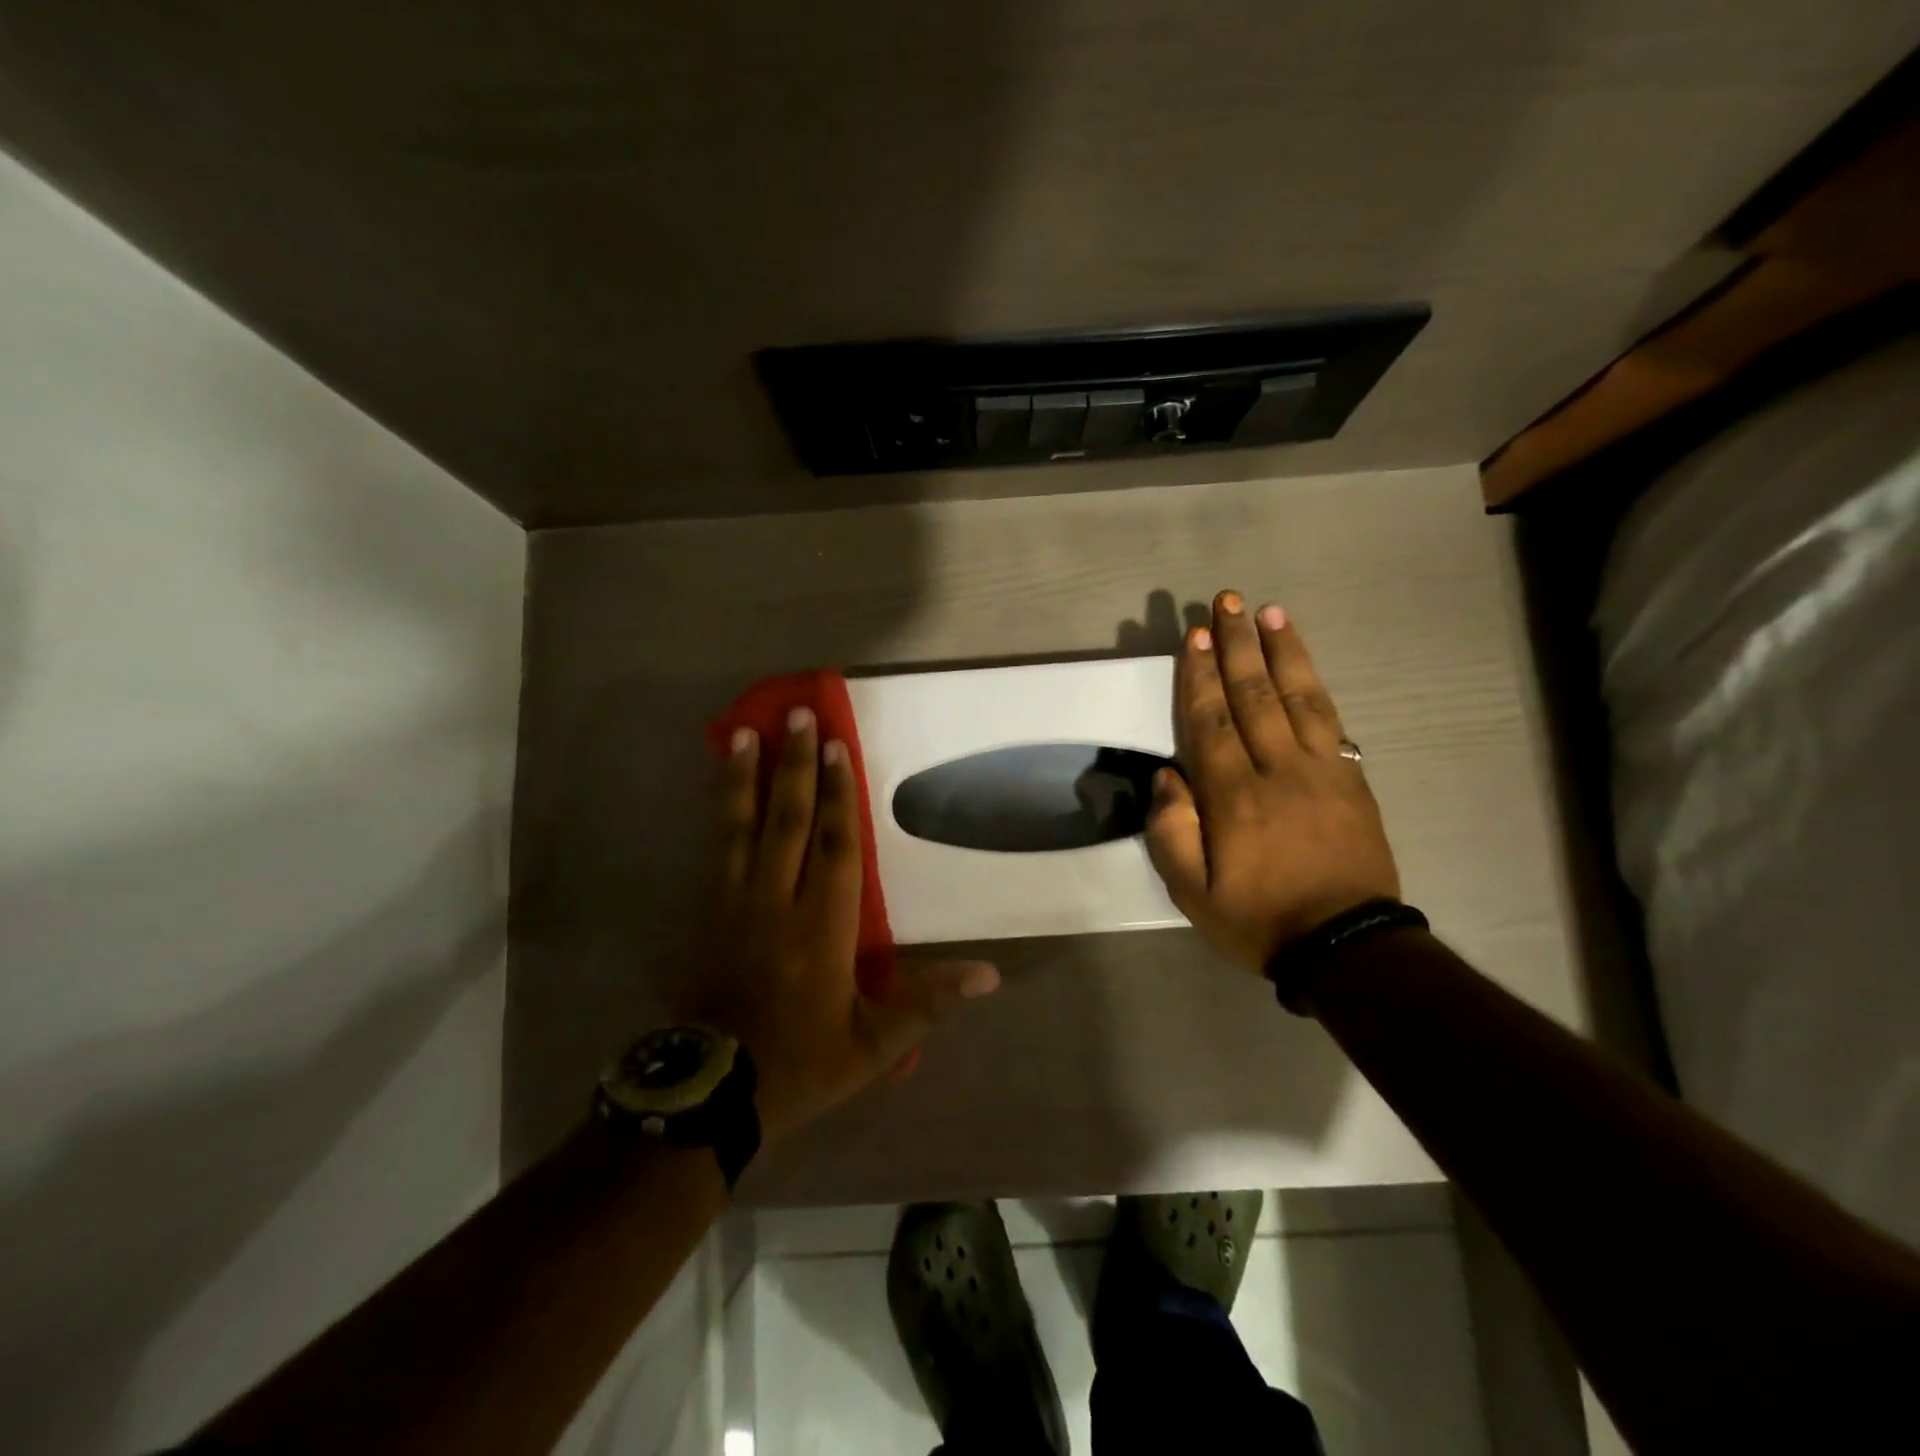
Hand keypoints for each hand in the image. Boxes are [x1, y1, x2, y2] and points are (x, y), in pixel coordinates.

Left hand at [688, 707, 999, 1140]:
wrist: (713, 1092)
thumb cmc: (801, 1062)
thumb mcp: (874, 1043)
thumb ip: (928, 1003)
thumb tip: (990, 976)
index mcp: (822, 928)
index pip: (834, 846)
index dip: (838, 794)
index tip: (837, 747)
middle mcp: (775, 903)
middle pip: (787, 821)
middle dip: (794, 766)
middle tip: (796, 716)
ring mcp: (733, 905)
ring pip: (740, 828)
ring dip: (744, 778)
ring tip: (743, 732)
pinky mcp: (704, 915)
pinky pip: (712, 851)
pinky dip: (717, 813)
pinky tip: (717, 789)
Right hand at [1146, 591, 1400, 972]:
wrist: (1347, 947)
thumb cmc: (1258, 919)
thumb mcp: (1192, 892)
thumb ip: (1171, 831)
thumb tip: (1167, 775)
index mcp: (1234, 797)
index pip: (1211, 722)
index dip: (1200, 676)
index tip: (1194, 635)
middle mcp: (1278, 770)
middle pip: (1253, 696)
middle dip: (1236, 645)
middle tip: (1225, 601)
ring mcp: (1322, 770)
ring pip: (1298, 697)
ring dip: (1281, 651)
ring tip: (1269, 612)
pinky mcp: (1351, 778)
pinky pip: (1331, 719)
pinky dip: (1315, 684)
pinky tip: (1304, 663)